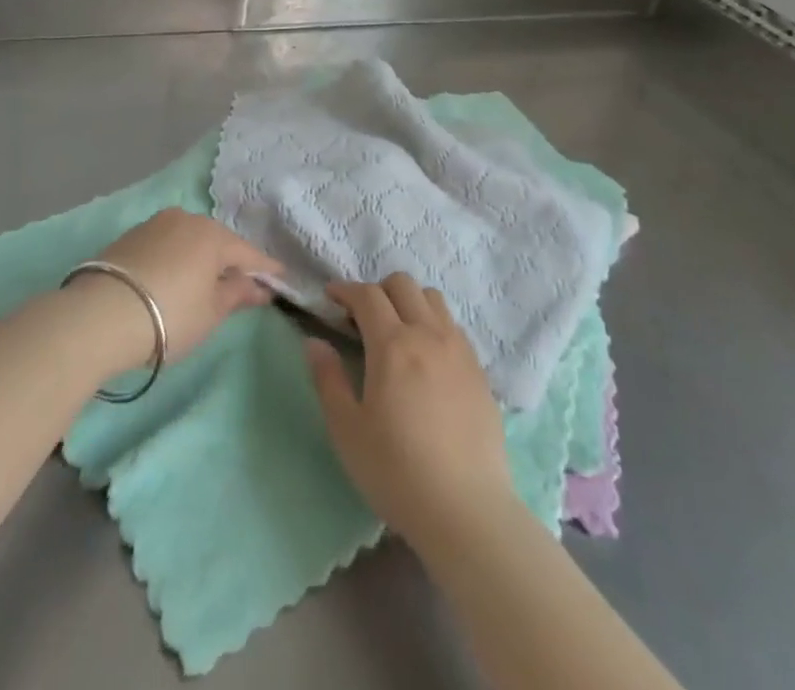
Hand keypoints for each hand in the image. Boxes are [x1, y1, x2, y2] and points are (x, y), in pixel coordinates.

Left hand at [73, 210, 281, 369]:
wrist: (99, 316)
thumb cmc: (169, 316)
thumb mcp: (210, 313)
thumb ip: (237, 295)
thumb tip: (258, 287)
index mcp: (213, 235)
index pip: (248, 253)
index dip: (265, 269)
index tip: (280, 279)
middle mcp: (186, 219)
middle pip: (217, 241)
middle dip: (230, 260)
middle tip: (241, 282)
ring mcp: (155, 224)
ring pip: (189, 239)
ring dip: (200, 257)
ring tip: (204, 280)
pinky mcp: (130, 236)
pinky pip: (166, 244)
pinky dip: (175, 258)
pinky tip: (173, 276)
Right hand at [306, 274, 515, 555]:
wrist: (466, 509)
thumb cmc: (397, 471)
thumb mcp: (347, 430)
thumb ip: (328, 379)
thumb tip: (314, 342)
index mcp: (393, 344)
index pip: (367, 295)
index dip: (345, 290)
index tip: (330, 298)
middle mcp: (429, 334)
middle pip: (403, 284)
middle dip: (377, 290)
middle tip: (361, 318)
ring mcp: (459, 349)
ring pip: (433, 299)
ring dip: (409, 302)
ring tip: (396, 333)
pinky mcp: (479, 370)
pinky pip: (453, 326)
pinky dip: (433, 324)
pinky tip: (426, 359)